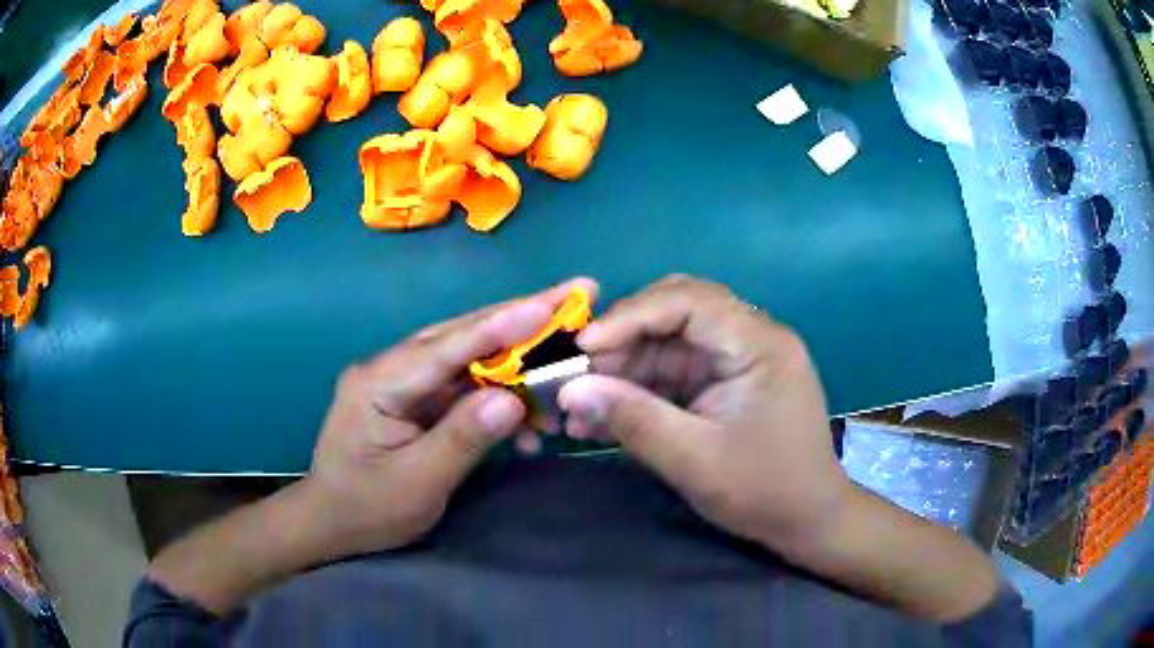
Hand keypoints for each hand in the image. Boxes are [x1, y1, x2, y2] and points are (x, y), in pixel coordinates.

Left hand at [301, 277, 598, 558]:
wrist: (332, 525)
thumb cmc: (366, 509)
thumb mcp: (416, 483)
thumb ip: (462, 438)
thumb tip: (513, 400)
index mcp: (380, 382)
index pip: (447, 347)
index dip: (501, 326)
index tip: (549, 305)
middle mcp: (392, 369)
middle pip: (462, 337)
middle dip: (520, 320)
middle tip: (573, 296)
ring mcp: (405, 383)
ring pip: (469, 359)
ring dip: (517, 364)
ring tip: (564, 366)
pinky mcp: (418, 401)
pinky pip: (465, 388)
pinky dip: (501, 399)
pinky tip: (529, 422)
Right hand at [559, 275, 850, 555]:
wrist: (807, 521)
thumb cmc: (764, 491)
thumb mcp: (695, 460)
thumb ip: (633, 420)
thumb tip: (571, 391)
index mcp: (758, 343)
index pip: (689, 301)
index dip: (631, 316)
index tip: (584, 347)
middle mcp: (751, 338)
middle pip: (677, 311)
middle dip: (624, 339)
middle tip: (581, 373)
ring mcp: (738, 359)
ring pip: (669, 343)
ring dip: (624, 370)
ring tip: (581, 404)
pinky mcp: (726, 382)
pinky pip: (675, 372)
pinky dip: (640, 390)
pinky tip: (604, 416)